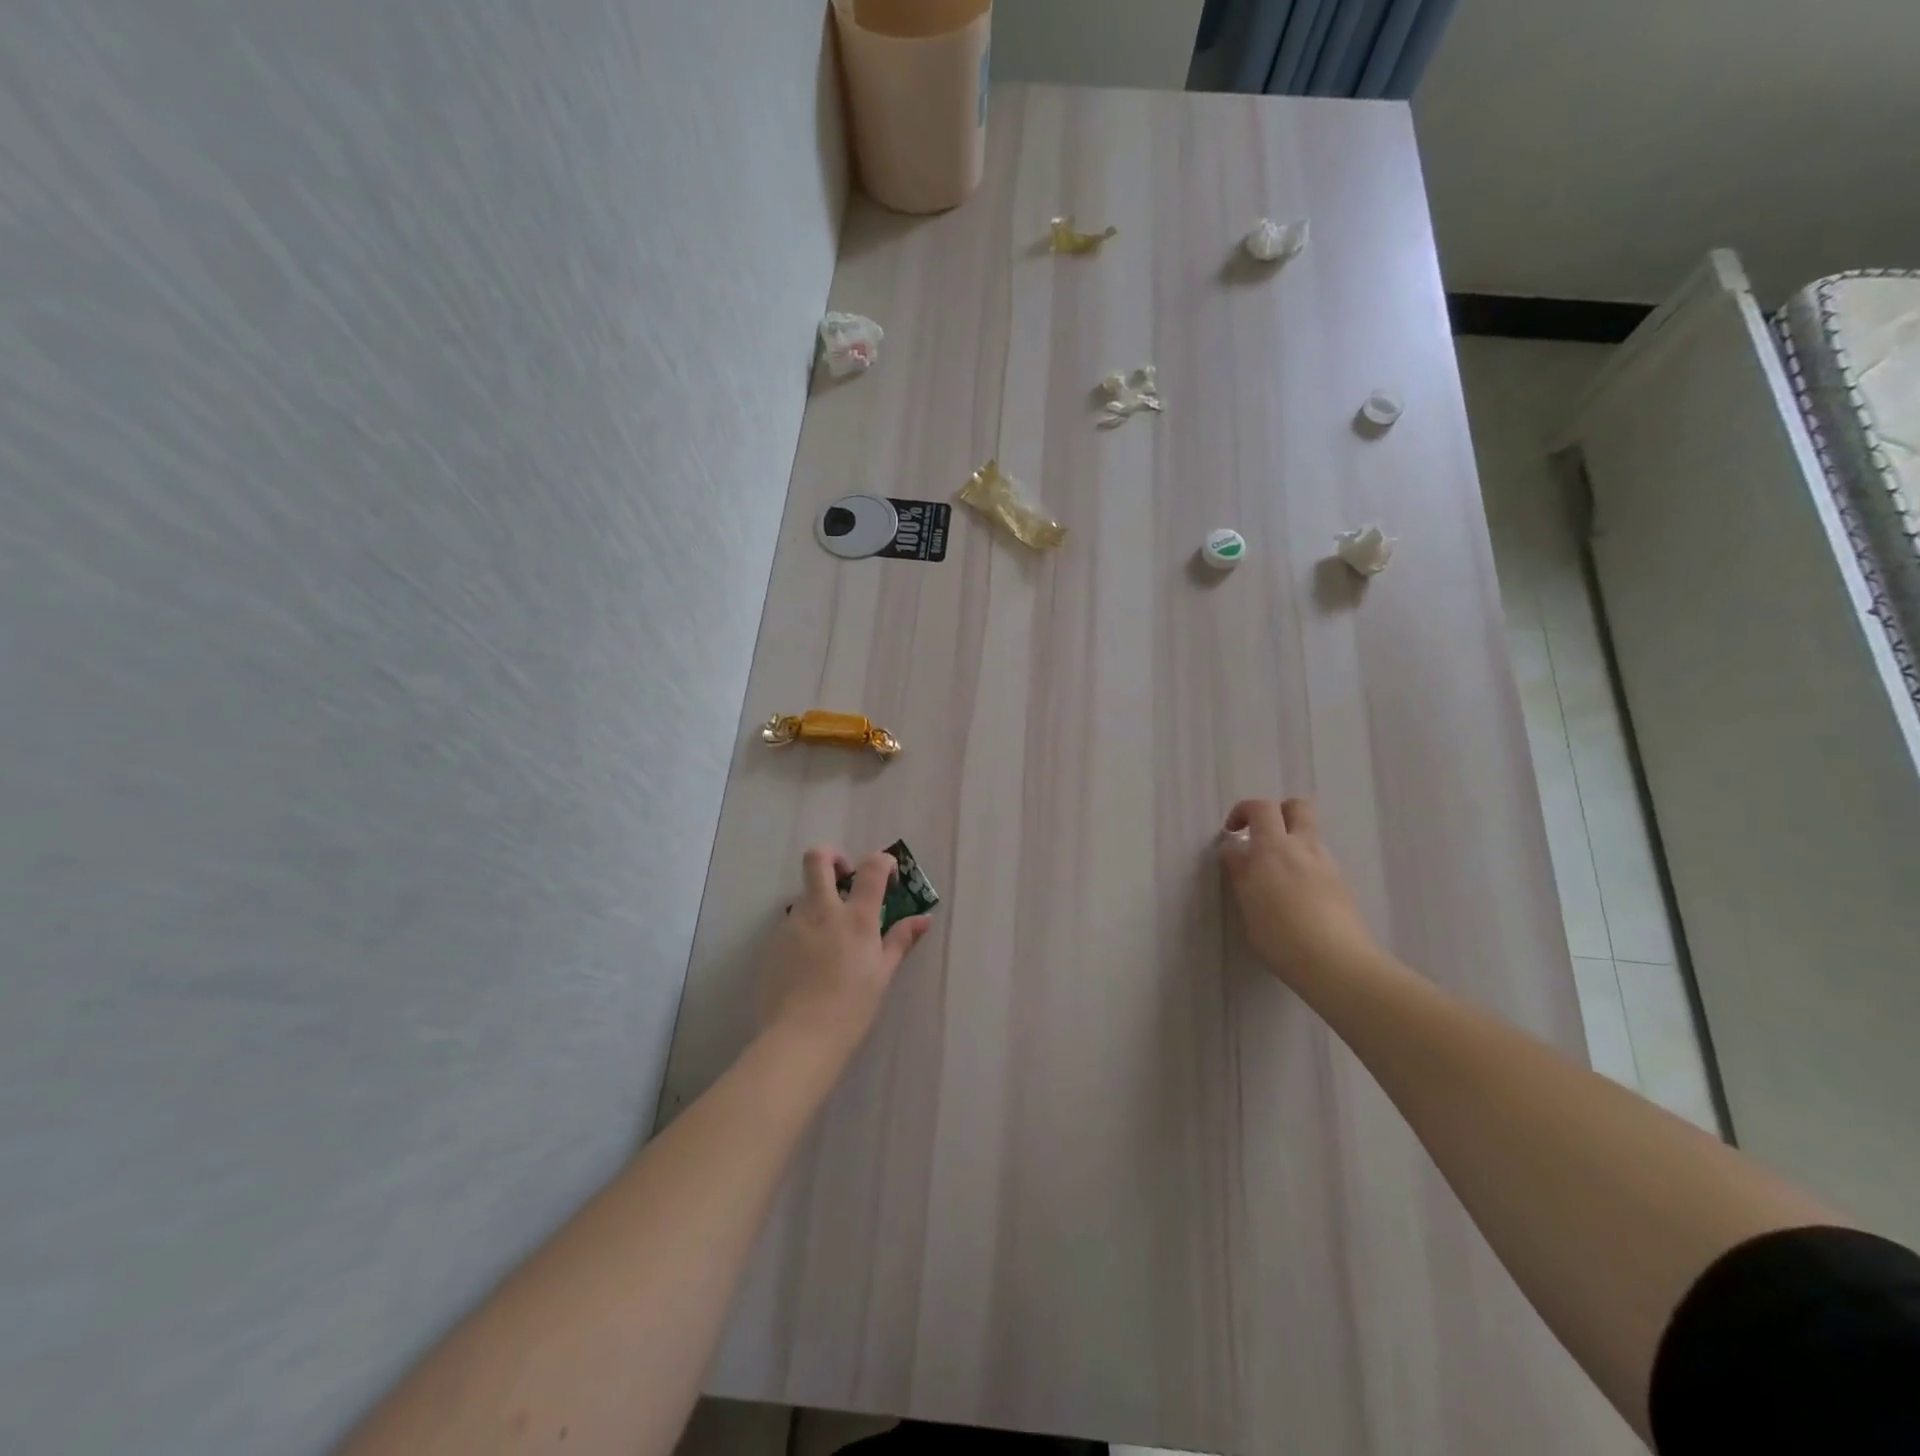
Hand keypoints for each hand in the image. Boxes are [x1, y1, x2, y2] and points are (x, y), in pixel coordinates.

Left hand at [759, 846, 933, 1056]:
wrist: (799, 1039)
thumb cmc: (851, 1008)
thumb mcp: (882, 974)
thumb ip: (900, 940)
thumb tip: (924, 919)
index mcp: (855, 918)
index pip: (871, 867)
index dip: (882, 861)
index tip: (888, 873)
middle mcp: (821, 911)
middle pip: (817, 859)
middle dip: (831, 856)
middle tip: (843, 874)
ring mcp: (792, 924)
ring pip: (804, 894)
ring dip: (819, 901)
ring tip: (829, 937)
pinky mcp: (773, 942)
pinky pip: (791, 923)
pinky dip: (804, 929)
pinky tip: (810, 961)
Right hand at [1218, 798, 1382, 984]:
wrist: (1336, 963)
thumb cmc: (1280, 937)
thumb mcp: (1249, 904)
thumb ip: (1242, 873)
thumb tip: (1236, 853)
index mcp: (1273, 848)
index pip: (1258, 808)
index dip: (1240, 814)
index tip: (1231, 835)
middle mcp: (1302, 847)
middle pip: (1295, 807)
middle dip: (1275, 812)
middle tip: (1259, 835)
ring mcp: (1326, 864)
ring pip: (1309, 833)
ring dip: (1290, 840)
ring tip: (1276, 872)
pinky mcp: (1341, 883)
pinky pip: (1318, 859)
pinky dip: (1303, 863)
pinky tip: (1296, 893)